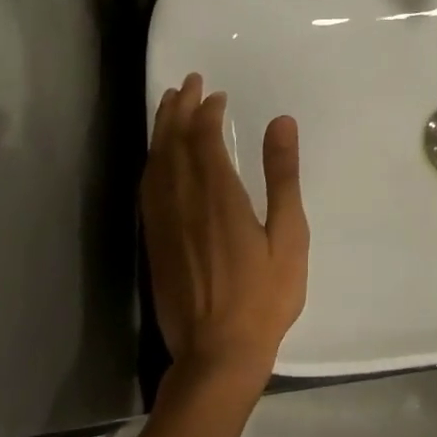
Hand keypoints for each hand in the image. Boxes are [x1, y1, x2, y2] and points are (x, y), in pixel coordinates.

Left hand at [141, 74, 309, 393]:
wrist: (217, 352)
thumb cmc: (264, 296)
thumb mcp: (289, 235)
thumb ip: (282, 177)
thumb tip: (281, 123)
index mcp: (218, 197)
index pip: (203, 139)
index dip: (206, 112)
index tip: (214, 93)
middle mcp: (183, 201)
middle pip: (173, 144)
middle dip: (178, 110)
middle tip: (186, 84)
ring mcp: (164, 223)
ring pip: (155, 164)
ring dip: (161, 130)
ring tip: (168, 106)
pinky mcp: (154, 242)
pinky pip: (148, 189)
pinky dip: (152, 162)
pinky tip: (157, 159)